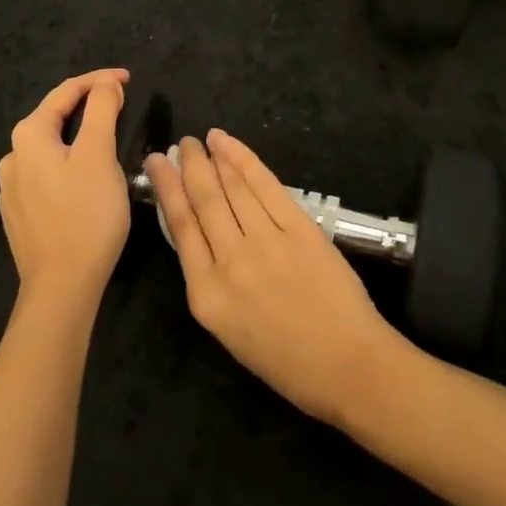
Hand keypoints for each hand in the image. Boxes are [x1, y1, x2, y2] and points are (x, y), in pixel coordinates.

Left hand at [0, 69, 131, 312]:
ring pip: (50, 148)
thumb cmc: (85, 215)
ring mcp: (12, 188)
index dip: (98, 80)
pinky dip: (69, 163)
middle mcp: (12, 157)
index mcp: (29, 136)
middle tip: (120, 104)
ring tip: (107, 138)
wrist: (61, 287)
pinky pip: (47, 174)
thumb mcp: (99, 155)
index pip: (65, 92)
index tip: (128, 79)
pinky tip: (86, 177)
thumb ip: (102, 111)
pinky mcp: (20, 214)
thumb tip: (105, 85)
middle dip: (87, 106)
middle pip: (54, 118)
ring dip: (78, 136)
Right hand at [146, 129, 406, 424]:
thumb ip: (210, 280)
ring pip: (232, 189)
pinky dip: (245, 161)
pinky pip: (266, 186)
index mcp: (207, 294)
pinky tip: (231, 146)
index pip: (180, 227)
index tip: (157, 163)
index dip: (167, 187)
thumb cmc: (287, 362)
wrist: (349, 366)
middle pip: (204, 200)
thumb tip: (200, 234)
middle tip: (182, 143)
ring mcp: (266, 241)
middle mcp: (230, 261)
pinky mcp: (299, 228)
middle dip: (190, 165)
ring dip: (216, 159)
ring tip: (204, 140)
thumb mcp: (229, 329)